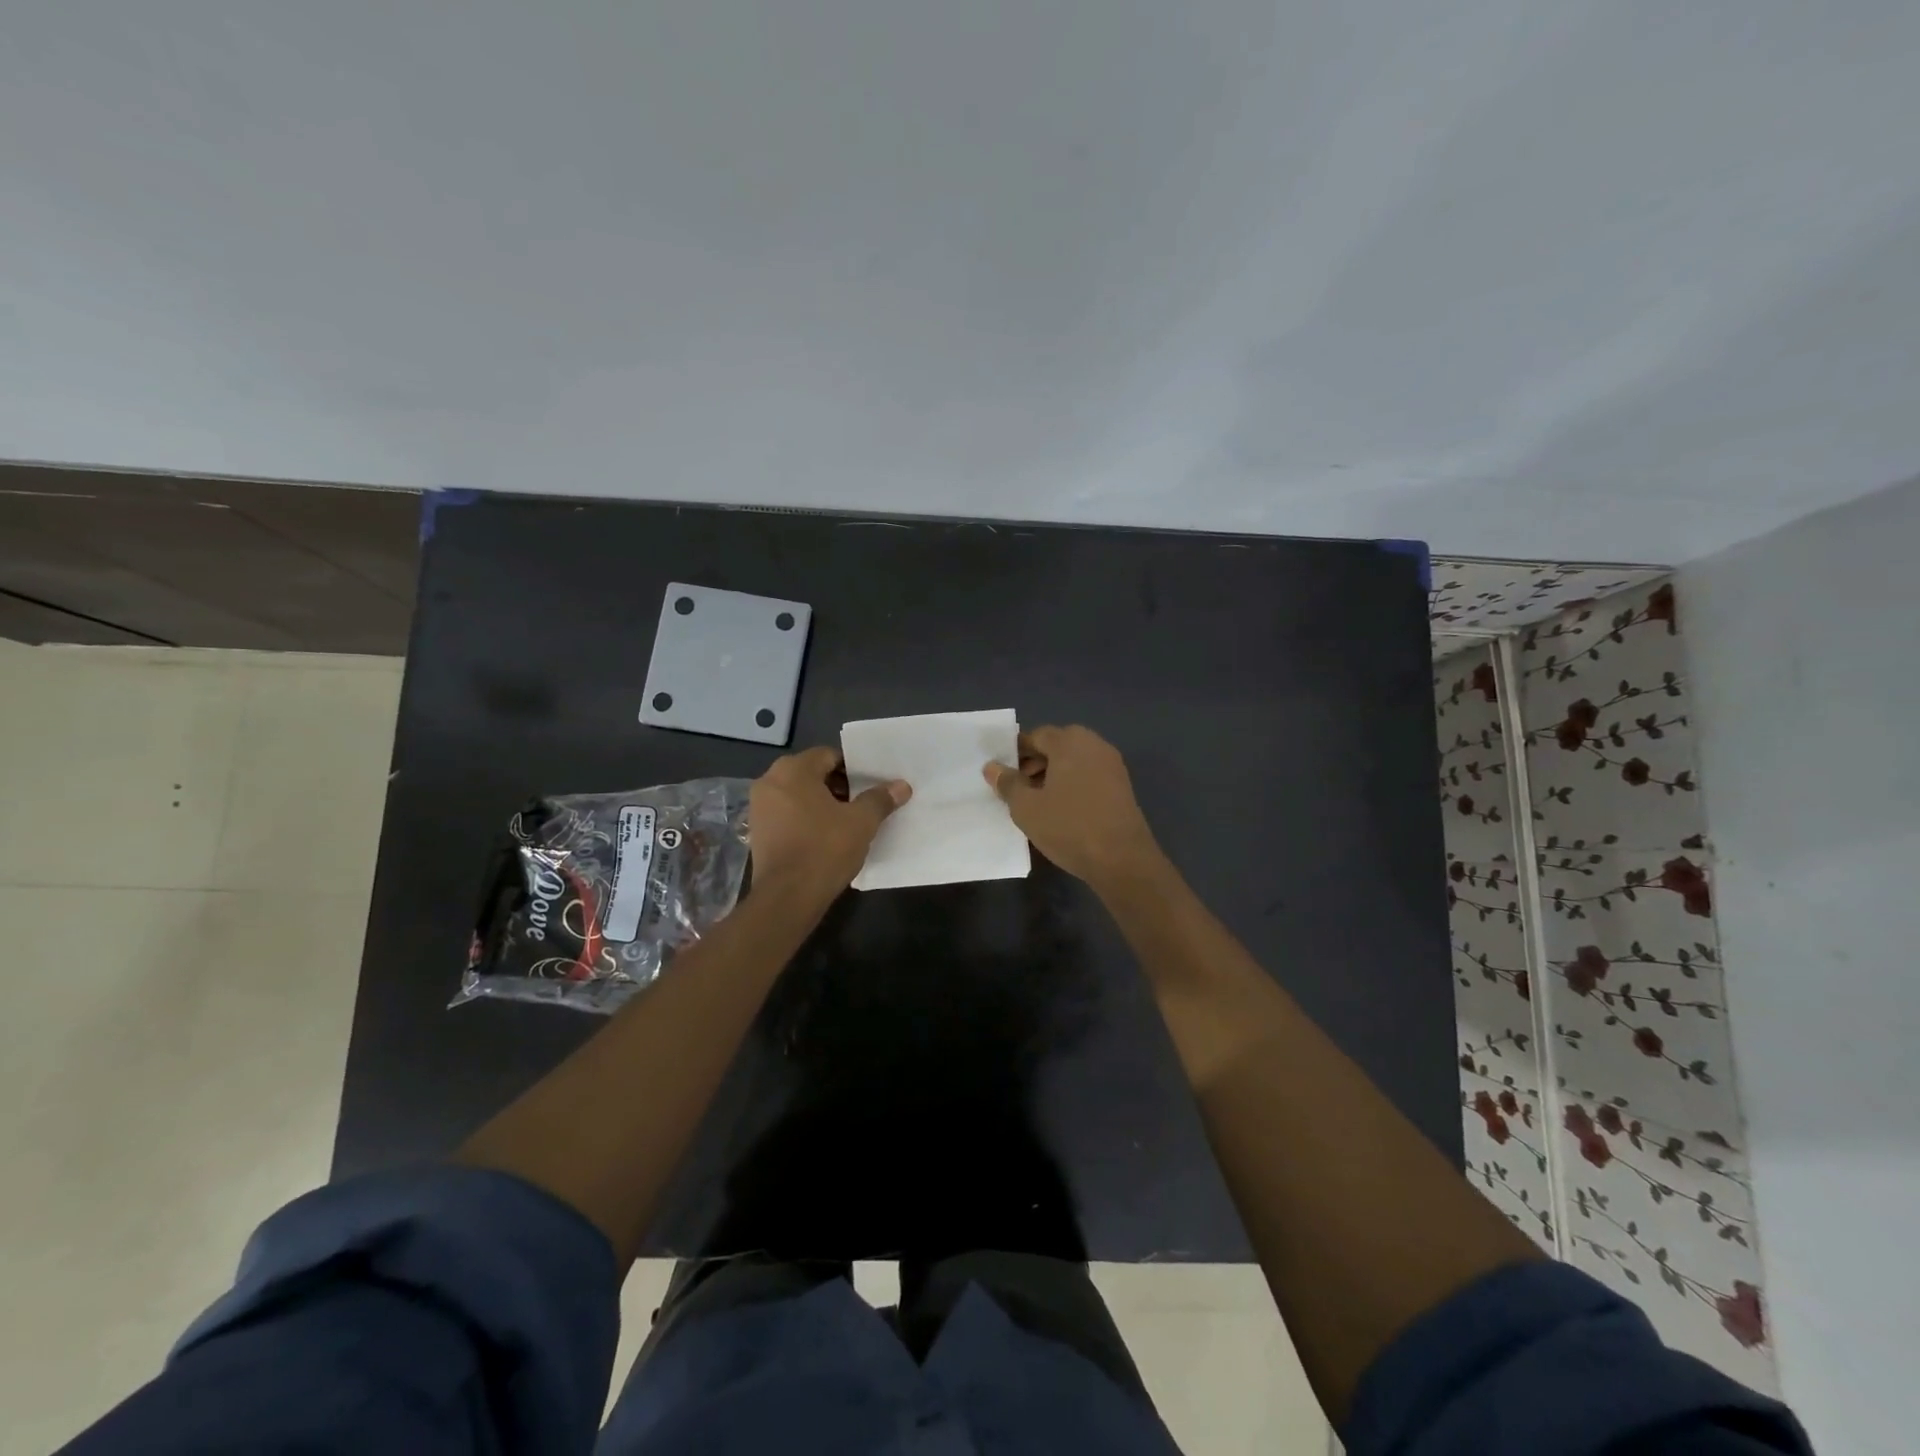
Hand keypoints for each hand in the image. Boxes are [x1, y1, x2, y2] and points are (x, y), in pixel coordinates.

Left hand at [750, 746, 909, 895]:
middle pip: (812, 773)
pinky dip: (805, 818)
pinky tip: (825, 837)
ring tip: (847, 821)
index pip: (829, 756)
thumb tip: (902, 785)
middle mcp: (770, 781)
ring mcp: (759, 807)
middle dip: (838, 786)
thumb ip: (880, 799)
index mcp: (793, 770)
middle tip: (862, 803)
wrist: (787, 897)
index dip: (854, 769)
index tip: (871, 786)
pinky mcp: (757, 831)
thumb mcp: (861, 822)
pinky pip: (787, 814)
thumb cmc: (825, 849)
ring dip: (822, 803)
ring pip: (798, 794)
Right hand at [983, 725, 1162, 888]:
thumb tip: (992, 767)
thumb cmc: (1069, 827)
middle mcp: (1094, 744)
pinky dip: (1072, 784)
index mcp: (1070, 741)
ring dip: (1053, 774)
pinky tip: (1061, 809)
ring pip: (1073, 761)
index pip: (1036, 735)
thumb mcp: (1026, 808)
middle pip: (1056, 745)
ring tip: (1036, 801)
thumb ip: (1007, 783)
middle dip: (1034, 762)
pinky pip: (1088, 775)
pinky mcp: (1121, 786)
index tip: (1002, 773)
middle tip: (1017, 788)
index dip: (1015, 752)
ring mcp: (1112, 765)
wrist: (1122, 859)